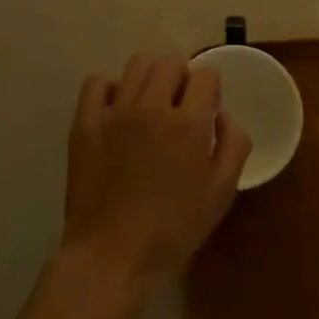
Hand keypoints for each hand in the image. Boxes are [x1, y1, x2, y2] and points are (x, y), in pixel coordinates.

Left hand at [61, 54, 252, 293]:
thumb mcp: (221, 194)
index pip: (205, 75)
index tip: (206, 111)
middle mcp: (151, 107)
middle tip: (179, 107)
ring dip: (150, 77)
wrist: (111, 257)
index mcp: (188, 124)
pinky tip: (118, 111)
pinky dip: (110, 88)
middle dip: (181, 78)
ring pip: (137, 64)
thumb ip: (234, 145)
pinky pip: (97, 82)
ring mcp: (114, 112)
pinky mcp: (85, 123)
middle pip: (170, 62)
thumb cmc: (172, 229)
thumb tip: (222, 115)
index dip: (210, 90)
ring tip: (150, 105)